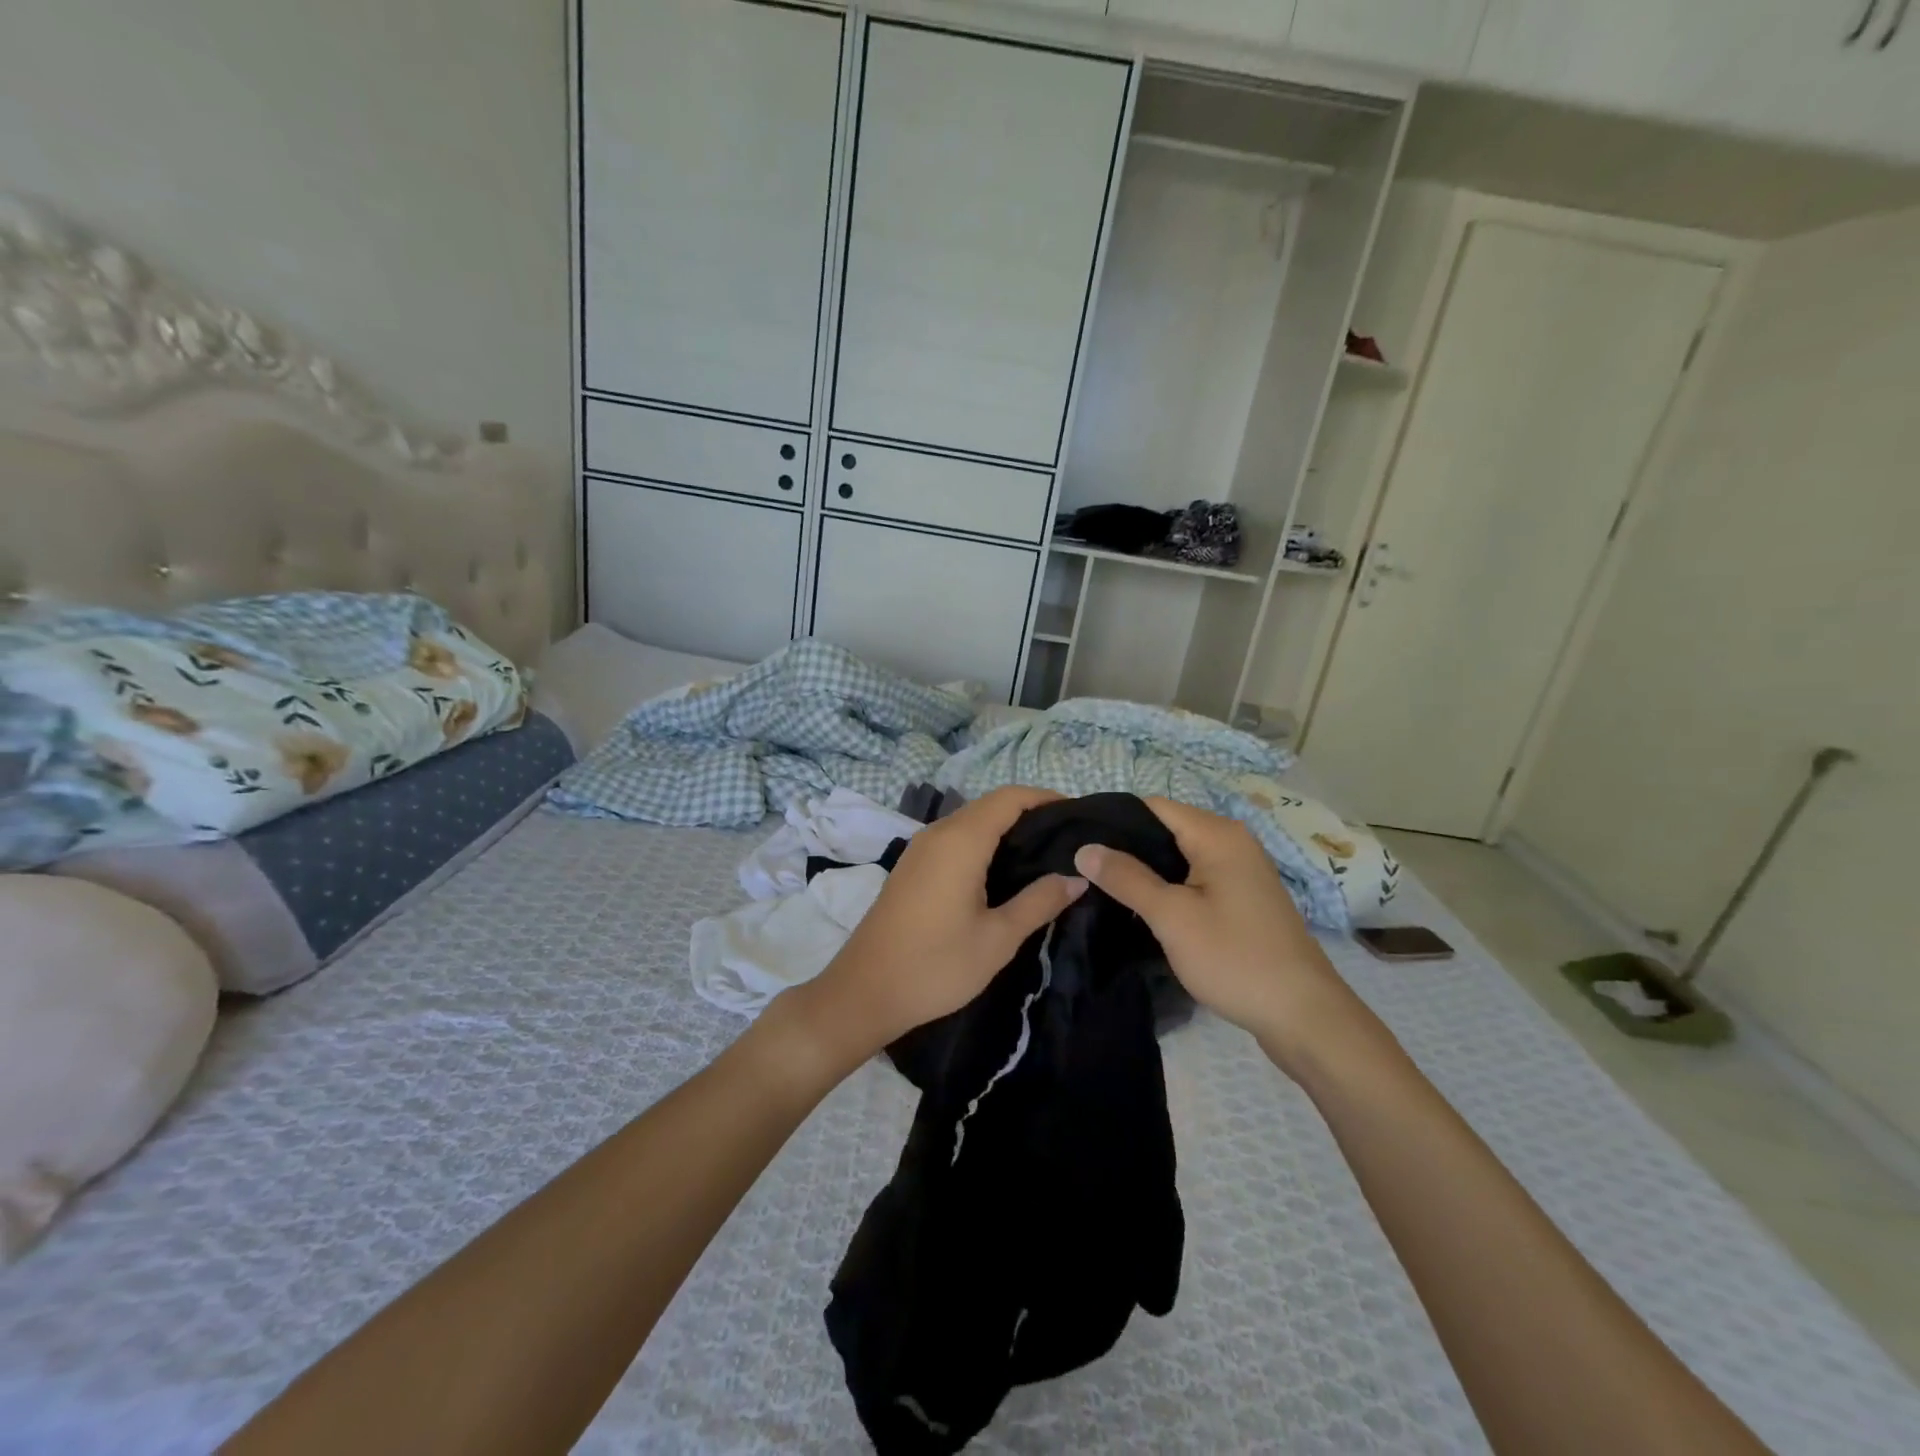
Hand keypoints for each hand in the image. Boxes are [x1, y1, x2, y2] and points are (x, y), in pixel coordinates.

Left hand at [785, 786, 1086, 1068]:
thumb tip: (1078, 877)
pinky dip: (984, 843)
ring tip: (1043, 856)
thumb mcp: (997, 938)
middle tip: (1068, 841)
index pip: (1010, 797)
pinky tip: (1003, 873)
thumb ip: (1040, 902)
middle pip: (991, 805)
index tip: (1079, 816)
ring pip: (971, 822)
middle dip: (1030, 814)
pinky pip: (955, 839)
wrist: (864, 992)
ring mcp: (920, 849)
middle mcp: (938, 833)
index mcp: (961, 840)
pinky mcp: (911, 866)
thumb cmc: (936, 965)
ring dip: (1006, 829)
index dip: (1046, 798)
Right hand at [1072, 797, 1369, 1071]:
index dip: (1112, 819)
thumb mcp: (1172, 917)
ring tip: (1100, 884)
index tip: (1076, 841)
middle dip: (1125, 845)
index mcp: (1217, 834)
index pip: (1151, 806)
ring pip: (1178, 854)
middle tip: (1082, 867)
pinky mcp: (1241, 896)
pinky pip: (1194, 875)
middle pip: (1165, 827)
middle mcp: (1232, 840)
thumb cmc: (1234, 958)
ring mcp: (1239, 869)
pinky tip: (1140, 903)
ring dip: (1144, 867)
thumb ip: (1126, 878)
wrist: (1302, 1015)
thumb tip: (1084, 848)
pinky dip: (1167, 883)